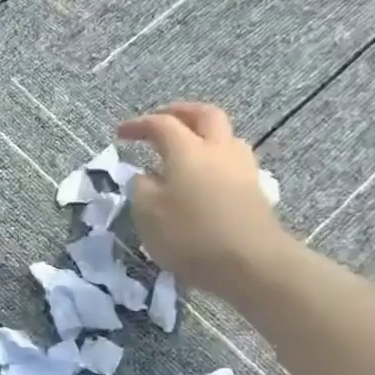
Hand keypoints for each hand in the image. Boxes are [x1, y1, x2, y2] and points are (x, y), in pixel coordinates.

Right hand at [117, 101, 291, 297]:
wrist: (250, 262)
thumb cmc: (190, 235)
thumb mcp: (147, 213)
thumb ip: (141, 188)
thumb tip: (145, 176)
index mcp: (187, 150)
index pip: (161, 124)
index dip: (139, 125)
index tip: (120, 133)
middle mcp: (217, 149)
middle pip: (204, 115)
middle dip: (180, 112)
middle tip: (161, 120)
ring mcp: (242, 168)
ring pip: (225, 135)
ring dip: (203, 134)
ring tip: (187, 148)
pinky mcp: (254, 189)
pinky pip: (232, 160)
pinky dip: (215, 158)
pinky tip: (205, 176)